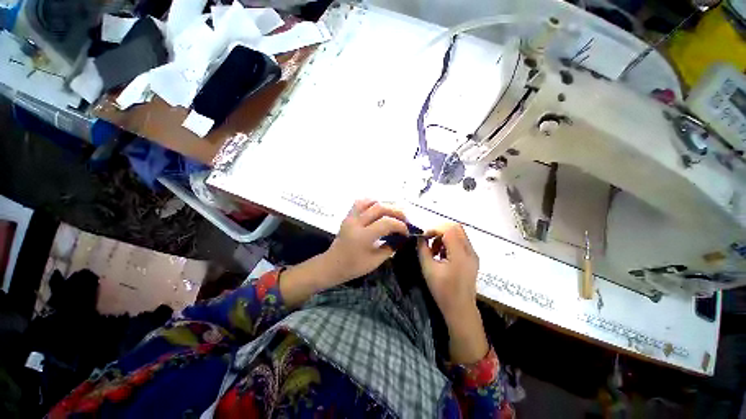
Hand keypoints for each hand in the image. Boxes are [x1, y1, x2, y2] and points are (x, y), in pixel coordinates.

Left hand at [322, 199, 408, 286]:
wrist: (332, 264)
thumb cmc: (353, 266)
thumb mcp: (375, 261)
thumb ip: (390, 248)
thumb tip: (401, 238)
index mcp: (363, 237)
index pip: (386, 223)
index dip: (400, 225)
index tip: (406, 232)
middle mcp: (356, 223)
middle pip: (380, 208)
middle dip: (396, 211)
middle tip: (405, 219)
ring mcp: (350, 217)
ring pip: (369, 201)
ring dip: (384, 204)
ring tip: (393, 212)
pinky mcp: (348, 216)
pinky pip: (360, 203)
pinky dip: (372, 202)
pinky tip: (378, 209)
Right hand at [418, 223, 487, 363]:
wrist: (460, 309)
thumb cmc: (443, 291)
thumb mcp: (428, 269)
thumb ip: (423, 250)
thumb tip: (420, 237)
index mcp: (460, 254)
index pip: (449, 229)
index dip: (434, 229)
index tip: (424, 238)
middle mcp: (470, 251)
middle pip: (456, 227)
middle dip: (439, 230)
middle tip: (429, 241)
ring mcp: (473, 254)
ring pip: (458, 233)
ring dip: (444, 236)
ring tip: (434, 250)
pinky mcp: (472, 258)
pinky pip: (461, 242)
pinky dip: (449, 242)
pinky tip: (442, 255)